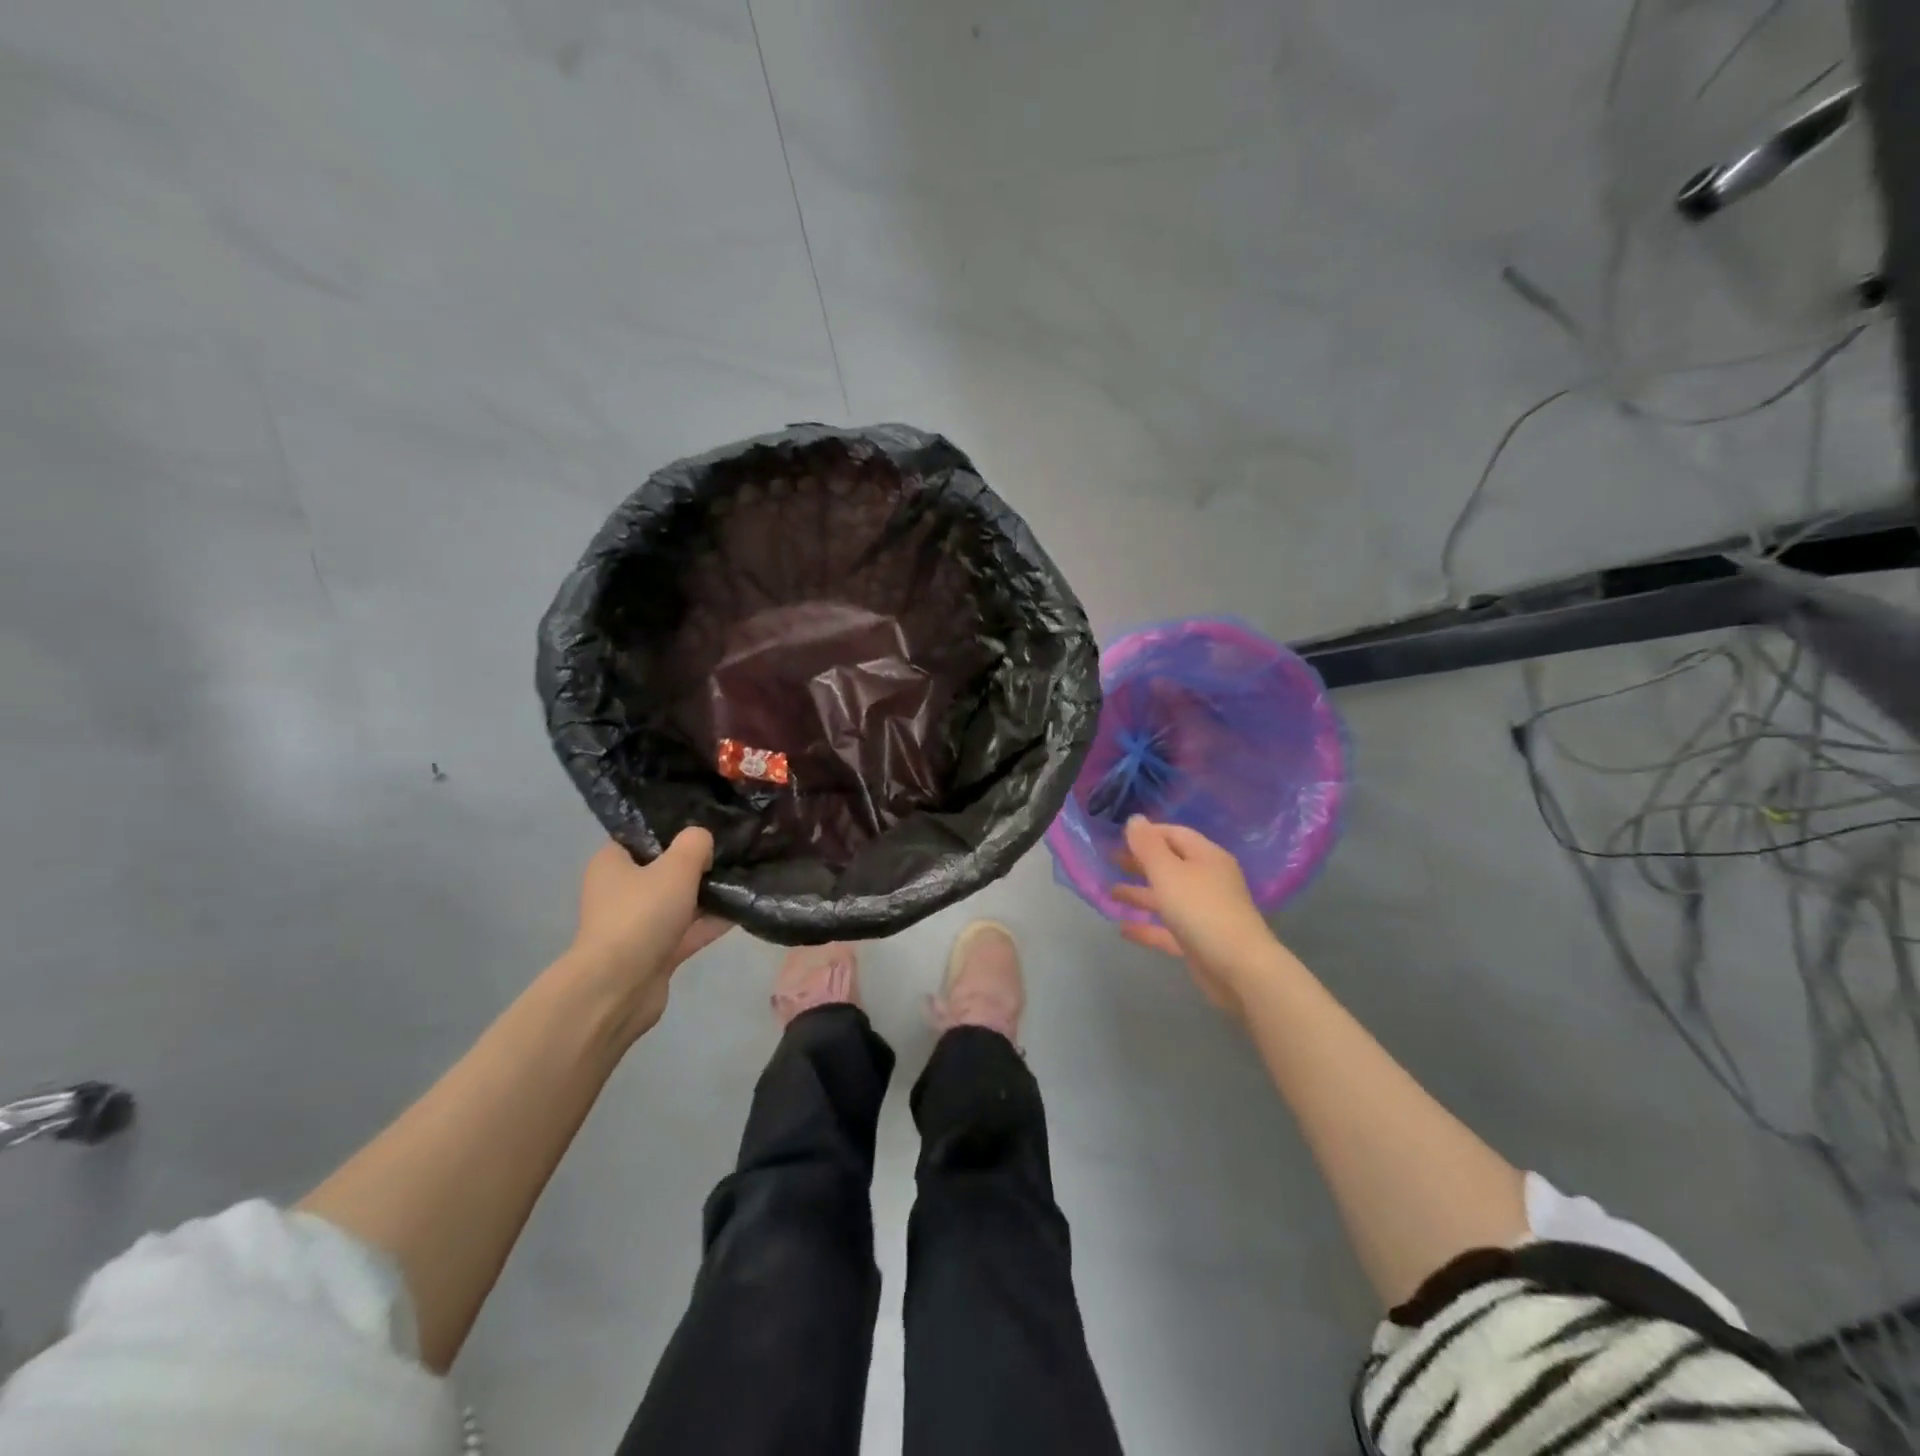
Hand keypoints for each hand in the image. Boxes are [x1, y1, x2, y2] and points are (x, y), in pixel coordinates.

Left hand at [568, 831, 730, 1036]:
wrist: (620, 987)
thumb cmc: (641, 914)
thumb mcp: (676, 867)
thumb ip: (695, 844)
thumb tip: (703, 841)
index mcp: (612, 863)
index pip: (642, 835)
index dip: (674, 827)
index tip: (708, 822)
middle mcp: (621, 891)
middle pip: (665, 868)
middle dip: (699, 862)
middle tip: (734, 849)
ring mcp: (638, 924)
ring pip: (680, 901)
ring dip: (709, 894)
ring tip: (747, 876)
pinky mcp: (656, 952)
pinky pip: (689, 930)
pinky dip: (711, 922)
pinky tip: (744, 910)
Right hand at [1113, 817, 1274, 1016]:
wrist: (1239, 968)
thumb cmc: (1201, 910)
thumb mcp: (1168, 872)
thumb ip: (1148, 846)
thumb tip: (1135, 819)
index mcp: (1206, 857)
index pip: (1175, 834)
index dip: (1148, 833)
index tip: (1118, 836)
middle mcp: (1208, 881)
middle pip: (1170, 864)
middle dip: (1140, 862)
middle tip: (1109, 860)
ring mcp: (1205, 913)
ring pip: (1167, 897)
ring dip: (1140, 893)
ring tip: (1110, 893)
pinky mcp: (1199, 941)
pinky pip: (1168, 929)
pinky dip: (1147, 926)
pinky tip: (1123, 929)